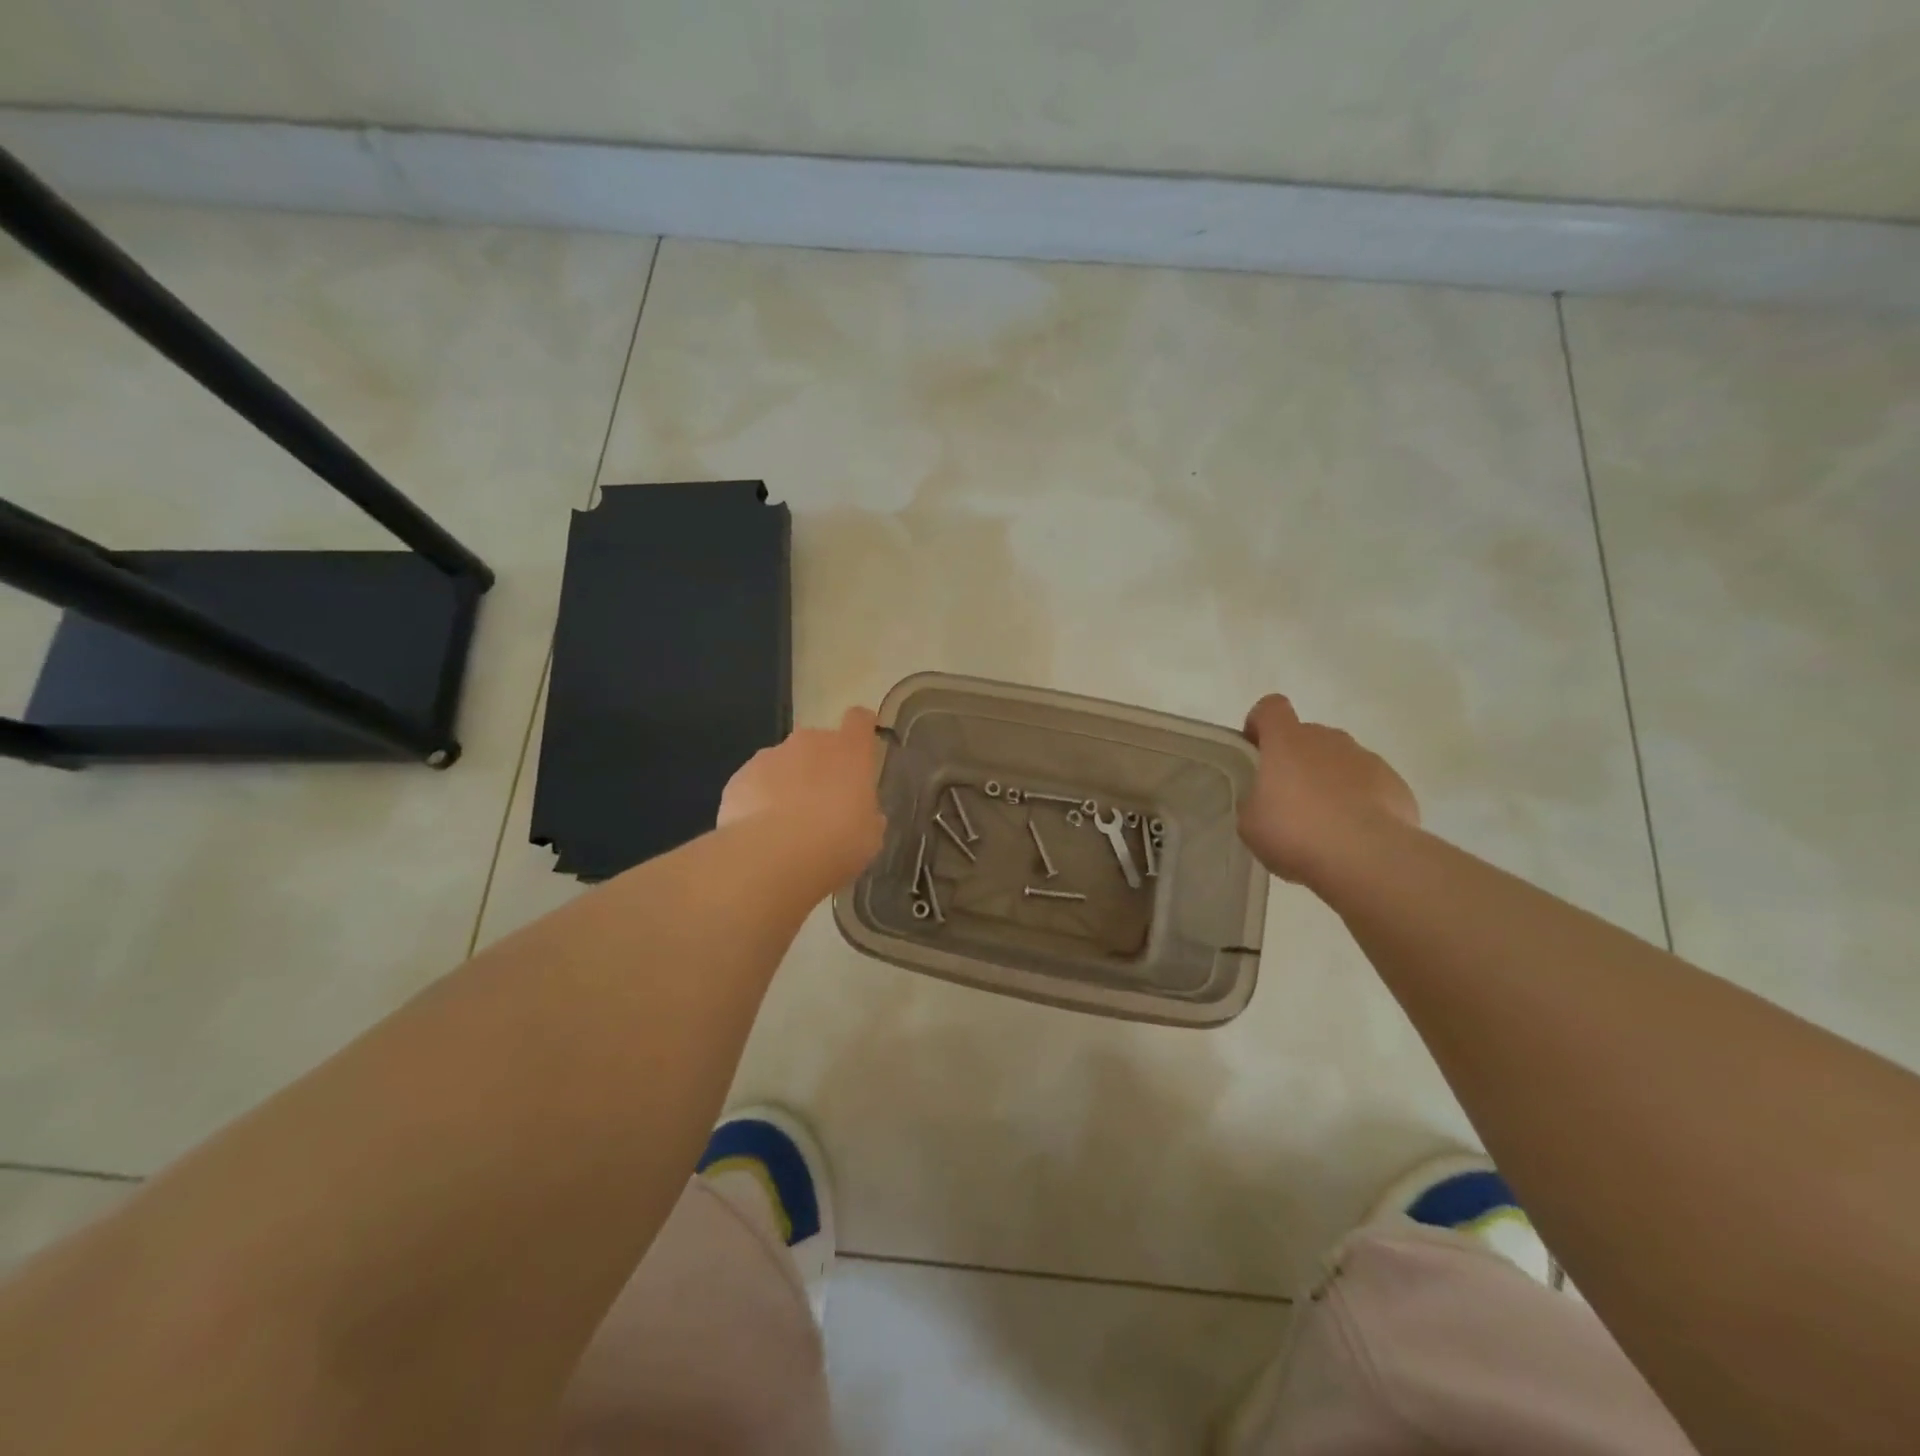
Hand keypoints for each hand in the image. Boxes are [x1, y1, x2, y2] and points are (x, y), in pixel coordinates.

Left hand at [719, 707, 886, 877]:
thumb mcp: (869, 836)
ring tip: (786, 824)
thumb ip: (867, 816)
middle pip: (818, 743)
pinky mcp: (739, 777)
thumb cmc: (837, 842)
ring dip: (788, 783)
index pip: (859, 721)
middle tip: (822, 804)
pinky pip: (755, 783)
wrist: (774, 856)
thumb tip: (862, 814)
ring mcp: (770, 756)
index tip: (860, 746)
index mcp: (849, 751)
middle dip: (820, 766)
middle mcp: (810, 742)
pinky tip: (761, 832)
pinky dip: (759, 800)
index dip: (860, 730)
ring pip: (784, 763)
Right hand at [1238, 694, 1418, 884]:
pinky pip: (1369, 784)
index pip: (1271, 708)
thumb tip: (1264, 800)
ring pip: (1340, 759)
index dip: (1260, 724)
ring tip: (1324, 822)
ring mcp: (1366, 758)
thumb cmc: (1295, 831)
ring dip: (1329, 779)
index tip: (1256, 751)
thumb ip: (1254, 801)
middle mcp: (1328, 739)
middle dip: (1297, 759)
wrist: (1366, 857)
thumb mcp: (1250, 823)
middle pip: (1307, 735)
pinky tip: (1353, 833)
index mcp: (1286, 740)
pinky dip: (1359, 800)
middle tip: (1287, 798)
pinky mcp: (1395, 783)